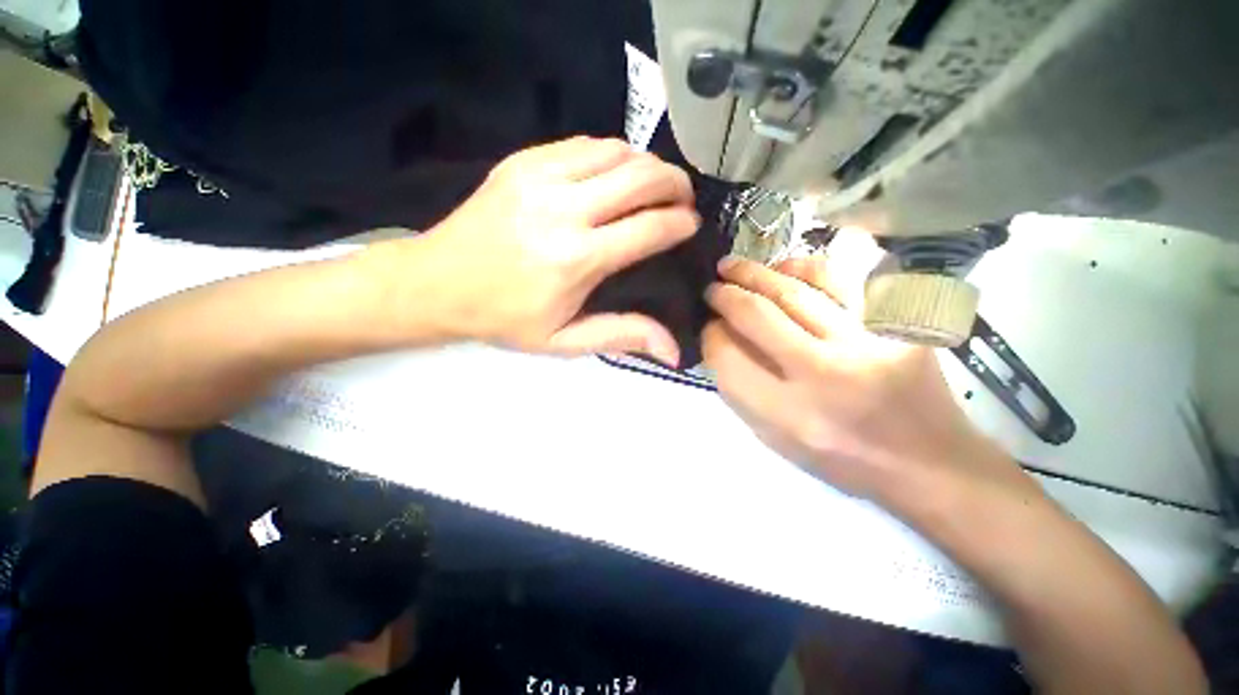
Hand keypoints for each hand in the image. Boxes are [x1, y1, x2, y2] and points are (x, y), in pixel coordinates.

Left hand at [393, 137, 697, 365]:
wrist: (436, 284)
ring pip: (617, 151)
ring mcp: (540, 176)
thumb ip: (621, 336)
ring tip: (655, 186)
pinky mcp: (523, 161)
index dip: (680, 223)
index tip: (692, 226)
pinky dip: (612, 154)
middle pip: (641, 177)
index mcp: (577, 259)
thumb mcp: (563, 340)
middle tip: (683, 199)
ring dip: (647, 165)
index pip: (650, 228)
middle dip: (675, 184)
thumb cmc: (503, 318)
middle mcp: (564, 209)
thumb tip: (672, 349)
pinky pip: (584, 144)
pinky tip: (615, 174)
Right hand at [703, 256, 1030, 503]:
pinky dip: (803, 267)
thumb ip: (740, 389)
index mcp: (789, 414)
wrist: (929, 462)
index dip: (710, 335)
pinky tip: (784, 268)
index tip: (707, 326)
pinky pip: (840, 280)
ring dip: (754, 272)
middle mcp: (825, 375)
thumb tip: (719, 337)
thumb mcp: (776, 440)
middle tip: (711, 287)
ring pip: (794, 290)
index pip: (728, 357)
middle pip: (757, 315)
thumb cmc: (842, 459)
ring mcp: (865, 343)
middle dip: (724, 295)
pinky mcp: (896, 324)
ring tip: (732, 266)